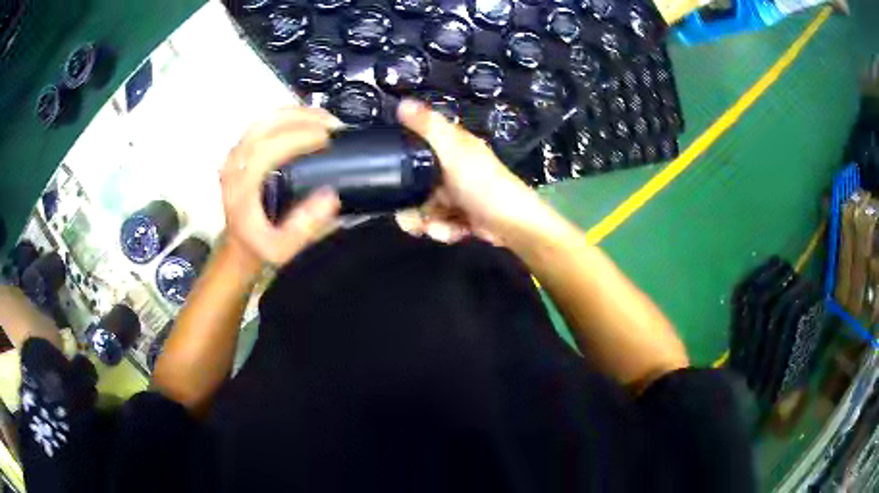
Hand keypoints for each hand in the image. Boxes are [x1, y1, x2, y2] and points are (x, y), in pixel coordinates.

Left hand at [220, 107, 341, 266]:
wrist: (240, 245)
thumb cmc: (260, 245)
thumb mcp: (283, 248)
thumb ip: (304, 226)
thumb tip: (330, 195)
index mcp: (241, 187)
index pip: (268, 148)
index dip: (300, 137)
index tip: (328, 138)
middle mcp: (234, 165)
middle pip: (265, 126)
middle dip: (302, 118)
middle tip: (332, 123)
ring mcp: (235, 155)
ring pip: (264, 120)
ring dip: (296, 113)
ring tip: (323, 118)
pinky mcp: (241, 150)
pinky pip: (263, 123)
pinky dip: (287, 117)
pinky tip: (306, 120)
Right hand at [396, 100, 558, 245]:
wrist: (512, 224)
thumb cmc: (483, 184)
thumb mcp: (454, 151)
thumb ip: (428, 127)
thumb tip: (402, 102)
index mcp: (452, 148)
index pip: (417, 148)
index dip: (402, 162)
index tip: (391, 177)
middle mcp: (451, 170)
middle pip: (415, 187)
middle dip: (412, 207)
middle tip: (414, 219)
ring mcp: (456, 196)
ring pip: (424, 210)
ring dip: (430, 223)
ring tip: (441, 226)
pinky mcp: (461, 217)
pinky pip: (440, 224)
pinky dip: (446, 231)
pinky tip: (457, 231)